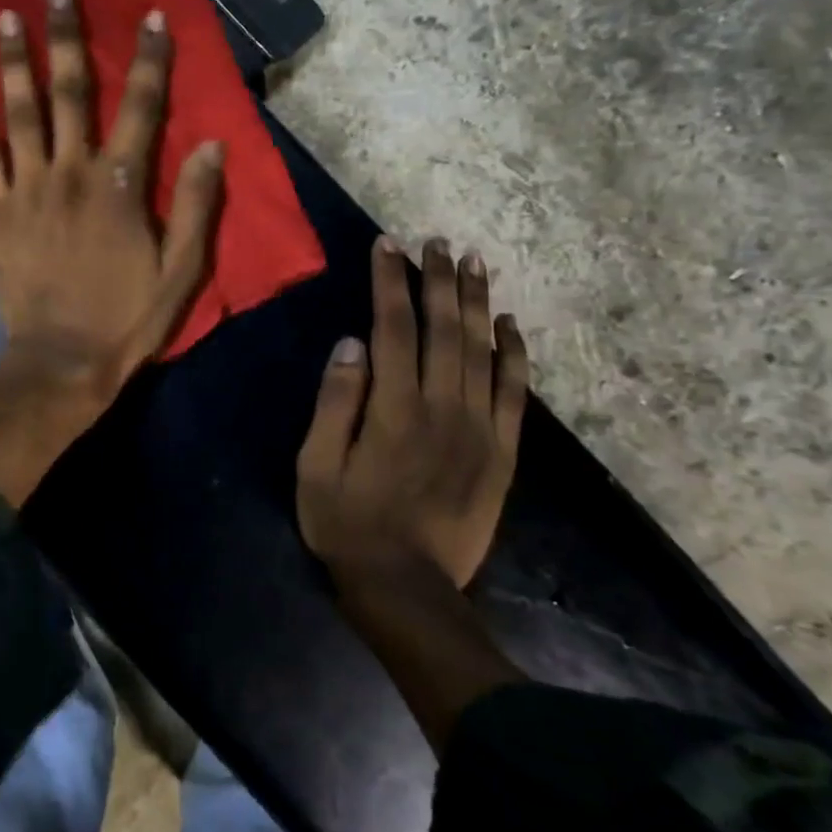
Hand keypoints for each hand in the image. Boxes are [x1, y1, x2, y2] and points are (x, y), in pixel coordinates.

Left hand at [0, 0, 224, 413]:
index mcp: (120, 187)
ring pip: (19, 113)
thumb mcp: (181, 272)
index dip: (148, 60)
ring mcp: (26, 190)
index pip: (141, 108)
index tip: (150, 16)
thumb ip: (198, 206)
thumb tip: (213, 145)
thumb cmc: (126, 320)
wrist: (59, 362)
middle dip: (65, 38)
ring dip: (12, 61)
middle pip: (70, 94)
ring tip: (3, 16)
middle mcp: (71, 174)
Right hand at [296, 236, 529, 591]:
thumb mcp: (316, 466)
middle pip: (444, 329)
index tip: (388, 245)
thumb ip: (335, 403)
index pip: (393, 328)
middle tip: (438, 241)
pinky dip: (515, 355)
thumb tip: (351, 344)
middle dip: (439, 279)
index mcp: (393, 409)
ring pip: (482, 352)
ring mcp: (479, 430)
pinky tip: (511, 325)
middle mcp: (442, 409)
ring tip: (475, 263)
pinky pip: (514, 394)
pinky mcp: (501, 453)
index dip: (390, 282)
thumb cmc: (347, 524)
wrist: (408, 589)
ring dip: (477, 303)